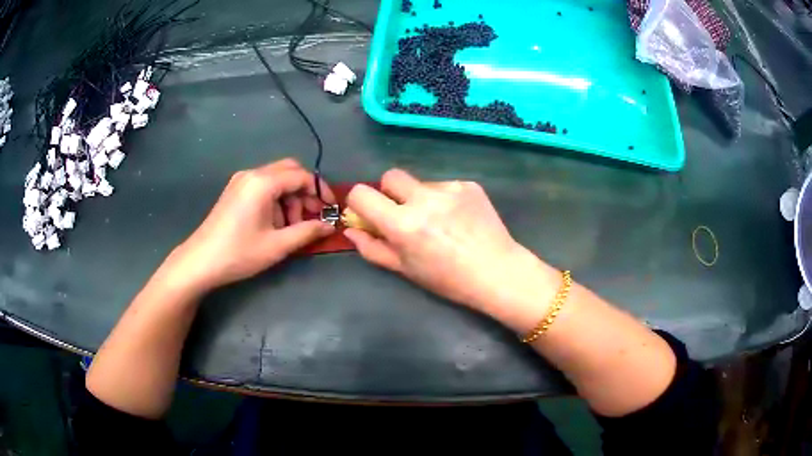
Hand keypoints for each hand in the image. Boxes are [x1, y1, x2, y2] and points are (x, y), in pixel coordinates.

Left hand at [164, 159, 334, 292]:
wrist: (200, 261)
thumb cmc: (239, 253)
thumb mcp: (277, 245)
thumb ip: (306, 232)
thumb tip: (329, 226)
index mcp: (263, 183)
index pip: (301, 176)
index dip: (320, 191)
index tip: (330, 210)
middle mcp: (252, 174)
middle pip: (289, 171)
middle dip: (305, 192)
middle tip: (312, 216)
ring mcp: (241, 181)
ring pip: (276, 179)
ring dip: (290, 198)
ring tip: (291, 226)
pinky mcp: (235, 190)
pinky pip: (263, 186)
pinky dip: (276, 199)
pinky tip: (274, 223)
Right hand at [344, 169, 556, 317]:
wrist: (497, 271)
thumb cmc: (448, 279)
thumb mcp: (405, 269)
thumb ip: (372, 248)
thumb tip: (351, 229)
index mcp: (402, 223)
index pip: (361, 193)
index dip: (360, 202)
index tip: (369, 213)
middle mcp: (423, 199)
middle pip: (390, 176)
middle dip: (389, 193)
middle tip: (404, 214)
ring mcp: (449, 188)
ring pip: (420, 183)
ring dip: (420, 198)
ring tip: (440, 222)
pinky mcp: (468, 184)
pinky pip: (444, 185)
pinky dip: (444, 199)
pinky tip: (458, 219)